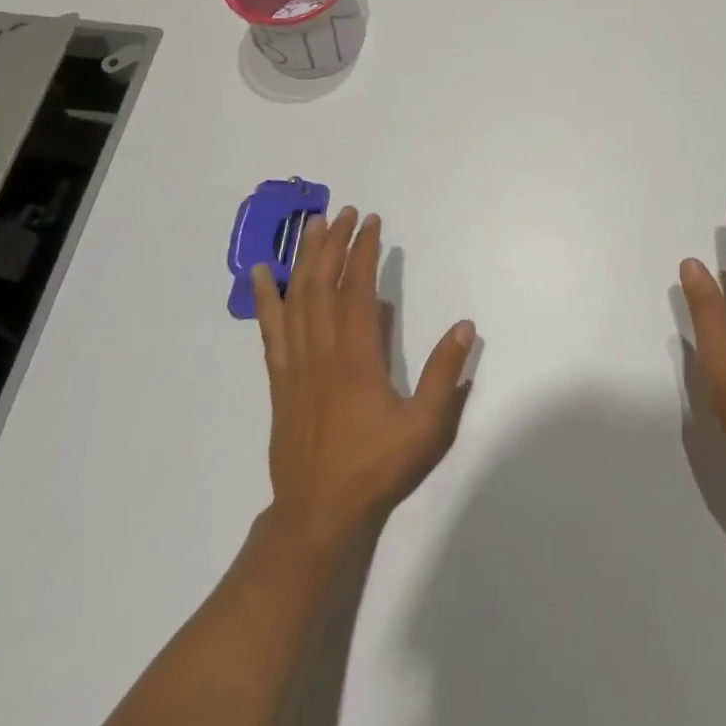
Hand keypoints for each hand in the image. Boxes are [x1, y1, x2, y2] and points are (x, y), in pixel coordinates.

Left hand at [253, 206, 475, 545]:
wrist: (317, 513)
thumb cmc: (376, 467)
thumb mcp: (426, 425)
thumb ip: (444, 374)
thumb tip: (465, 326)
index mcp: (356, 357)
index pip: (356, 290)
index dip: (363, 251)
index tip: (370, 221)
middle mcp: (321, 352)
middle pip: (322, 284)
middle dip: (332, 243)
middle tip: (342, 212)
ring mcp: (295, 365)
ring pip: (295, 299)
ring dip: (303, 259)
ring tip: (309, 226)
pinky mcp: (280, 380)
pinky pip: (270, 329)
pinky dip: (265, 298)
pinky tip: (260, 275)